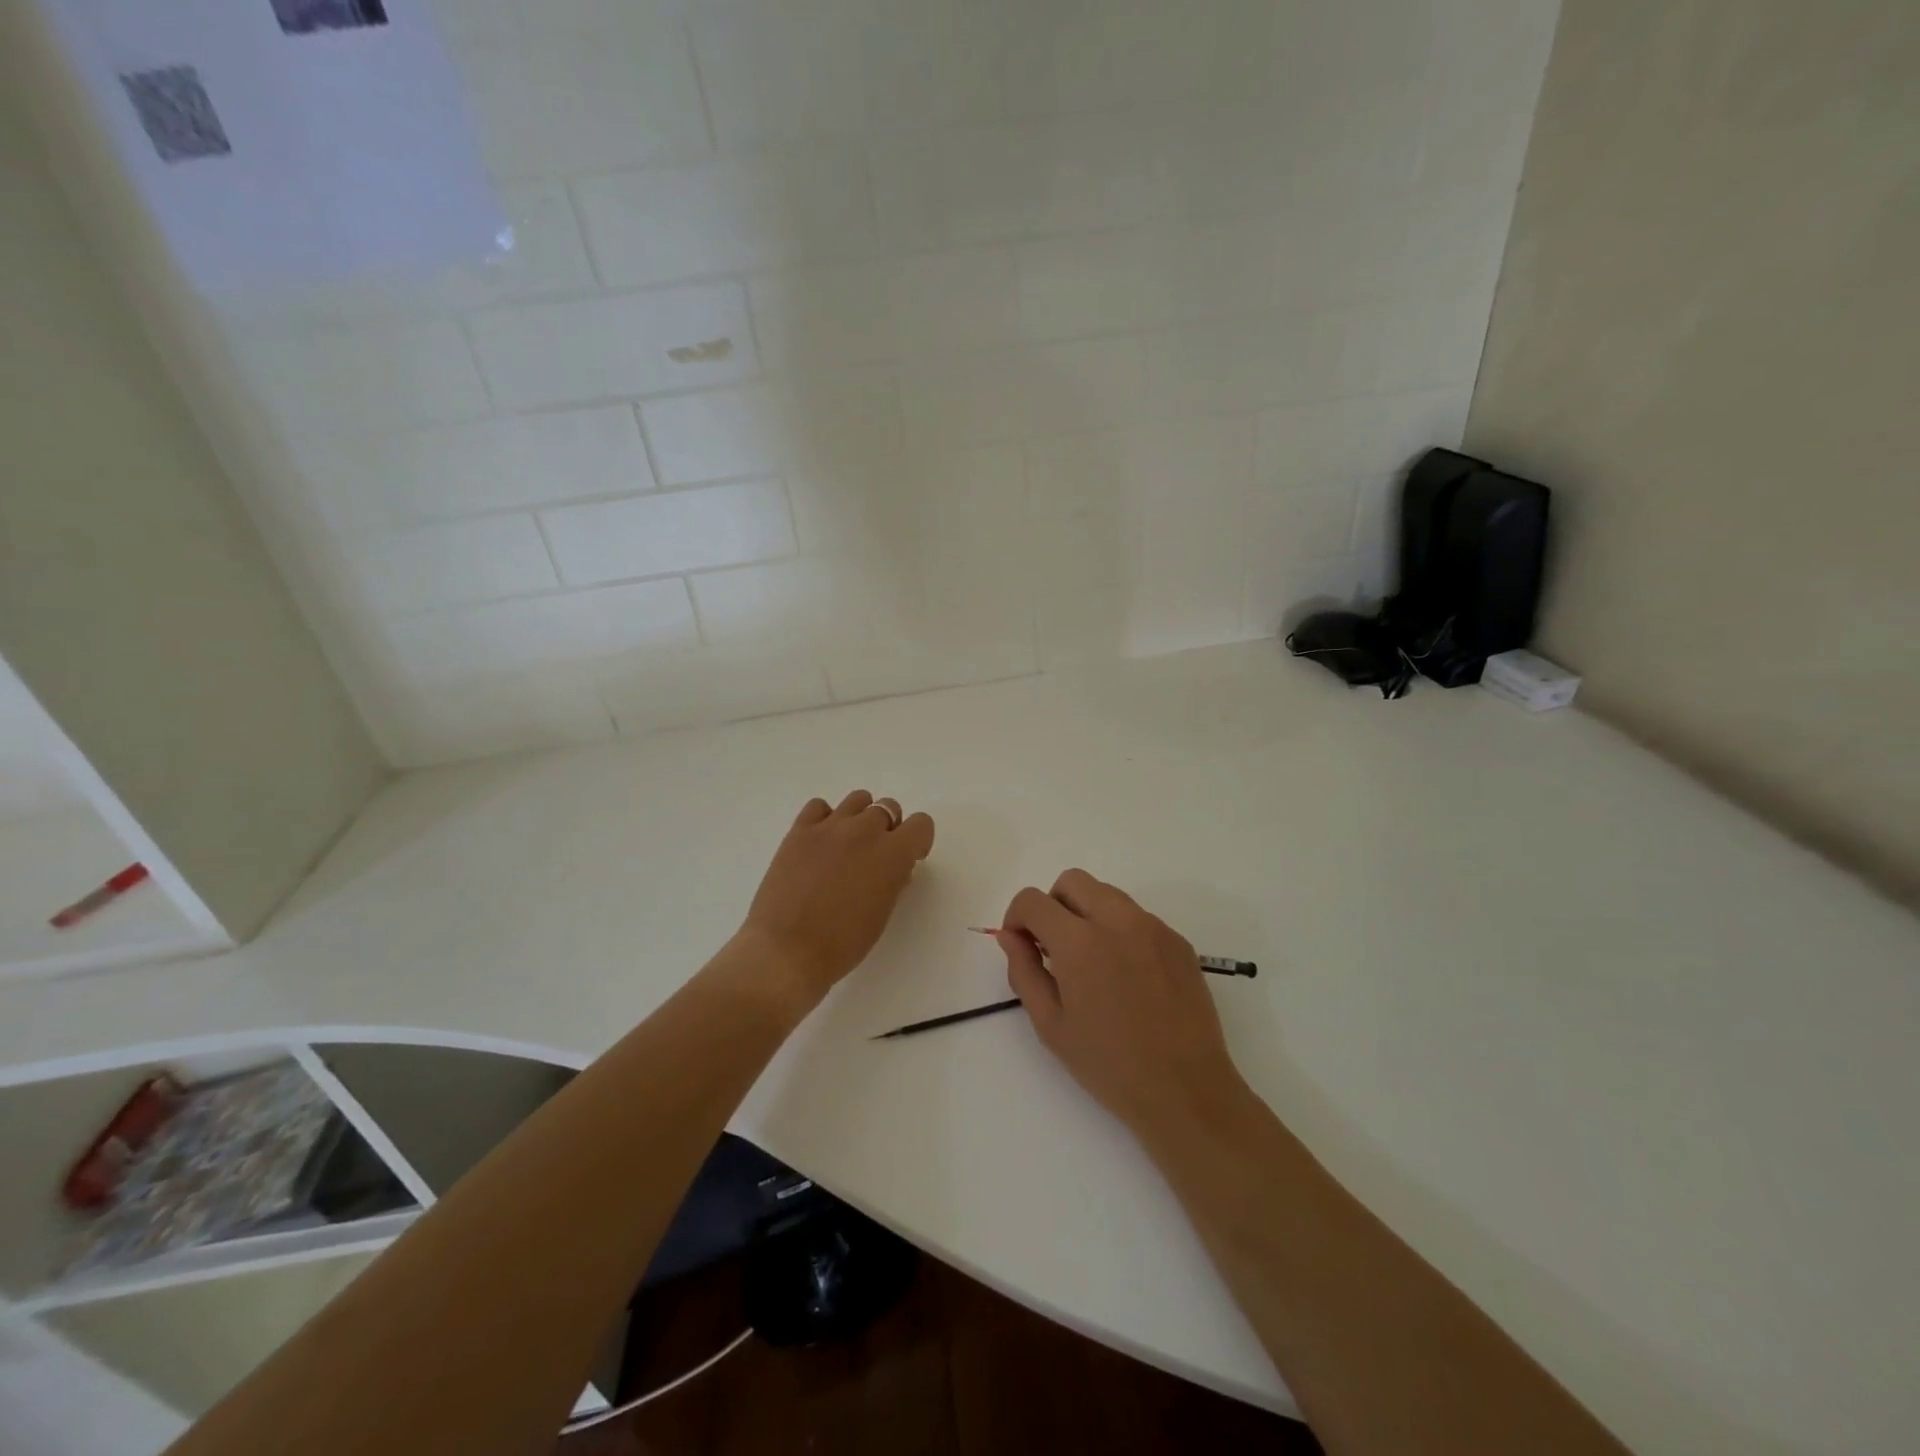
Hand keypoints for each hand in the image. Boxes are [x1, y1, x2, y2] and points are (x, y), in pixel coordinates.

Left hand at [740, 790, 935, 1007]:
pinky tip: (820, 843)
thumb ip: (894, 881)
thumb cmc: (842, 943)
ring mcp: (829, 826)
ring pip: (858, 799)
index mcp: (892, 854)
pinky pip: (820, 806)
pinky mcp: (799, 830)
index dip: (918, 840)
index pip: (921, 824)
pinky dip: (825, 819)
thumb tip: (896, 867)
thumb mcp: (882, 914)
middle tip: (875, 856)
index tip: (909, 858)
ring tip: (847, 845)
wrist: (786, 951)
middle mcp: (865, 830)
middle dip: (889, 828)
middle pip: (888, 808)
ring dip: (860, 817)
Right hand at [997, 869, 1248, 1141]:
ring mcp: (1153, 927)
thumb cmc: (1108, 1065)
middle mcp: (1117, 920)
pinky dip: (1120, 930)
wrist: (1185, 1090)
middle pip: (1072, 881)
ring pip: (1107, 894)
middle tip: (1054, 948)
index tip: (1022, 945)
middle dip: (1053, 905)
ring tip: (1091, 962)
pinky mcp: (1177, 940)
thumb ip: (1024, 971)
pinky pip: (1137, 917)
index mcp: (1079, 942)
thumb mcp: (1051, 1025)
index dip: (1017, 917)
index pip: (1033, 900)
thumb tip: (1010, 936)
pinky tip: (1126, 976)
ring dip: (1087, 913)